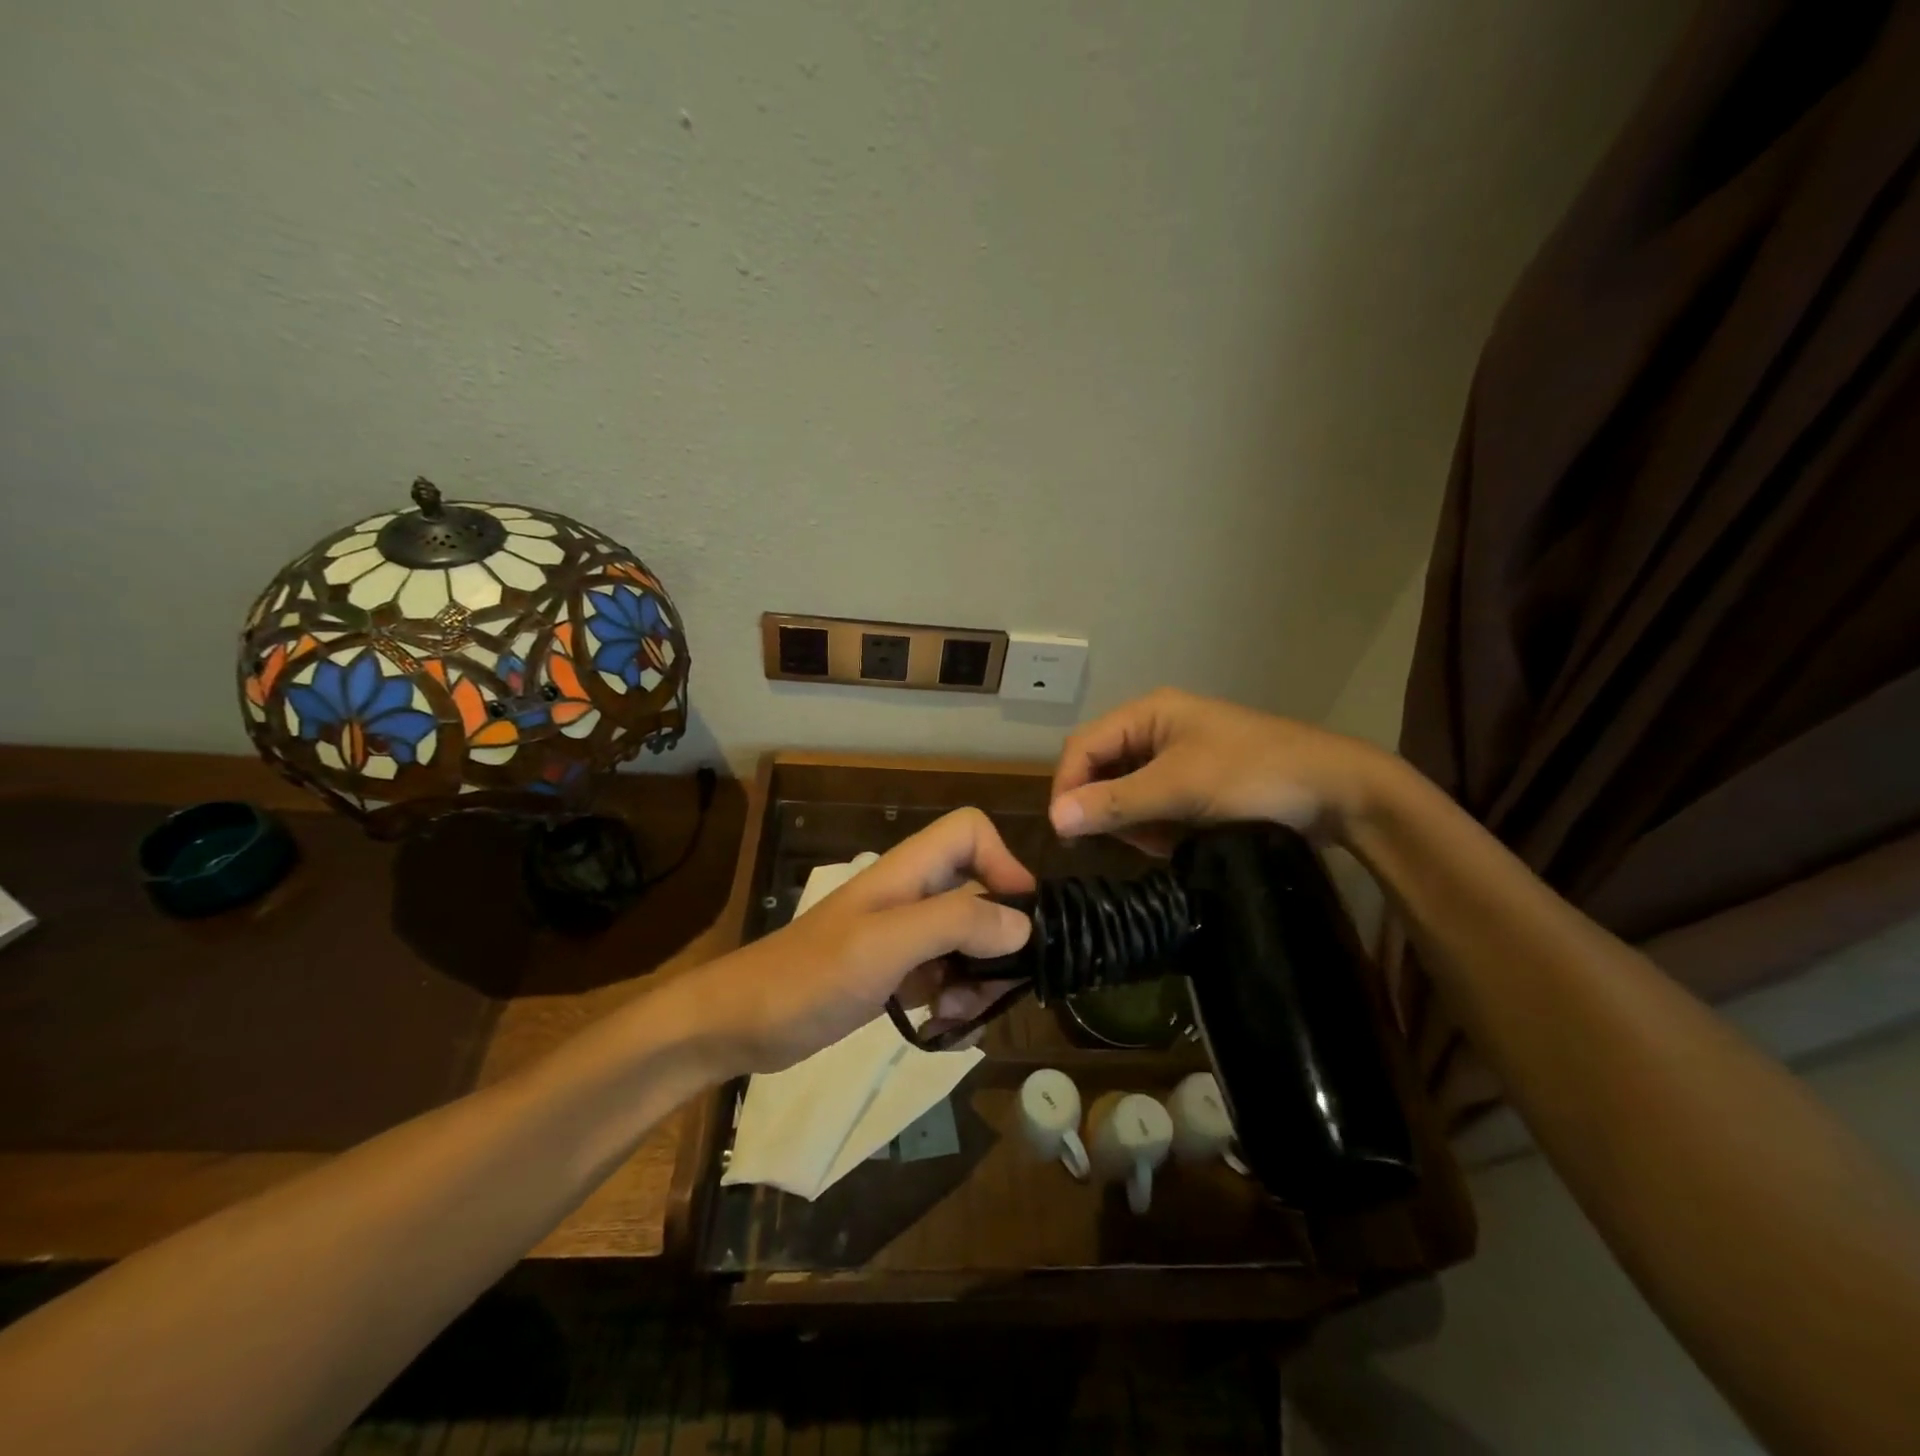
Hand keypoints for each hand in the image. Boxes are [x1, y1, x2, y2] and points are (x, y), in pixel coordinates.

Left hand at [688, 808, 1035, 1073]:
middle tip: (993, 987)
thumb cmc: (809, 976)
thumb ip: (954, 923)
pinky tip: (941, 1029)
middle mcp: (913, 895)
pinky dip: (956, 1002)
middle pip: (982, 892)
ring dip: (978, 980)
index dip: (1003, 862)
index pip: (970, 831)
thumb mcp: (884, 945)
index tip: (1019, 919)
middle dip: (997, 940)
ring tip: (957, 1017)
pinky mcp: (897, 974)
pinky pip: (949, 977)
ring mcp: (904, 936)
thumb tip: (1023, 924)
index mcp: (908, 872)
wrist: (741, 1024)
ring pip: (970, 941)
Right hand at [1049, 688, 1394, 853]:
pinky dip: (1159, 828)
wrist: (1337, 792)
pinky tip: (1183, 840)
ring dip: (1138, 823)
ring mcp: (1176, 758)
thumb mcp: (1179, 788)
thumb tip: (1054, 819)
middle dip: (1111, 809)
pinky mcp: (1194, 784)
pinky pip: (1154, 807)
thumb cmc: (1253, 775)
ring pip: (1127, 794)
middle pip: (1102, 770)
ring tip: (1168, 841)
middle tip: (1135, 839)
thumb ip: (1115, 802)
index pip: (1083, 746)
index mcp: (1148, 713)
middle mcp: (1155, 730)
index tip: (1065, 833)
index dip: (1067, 786)